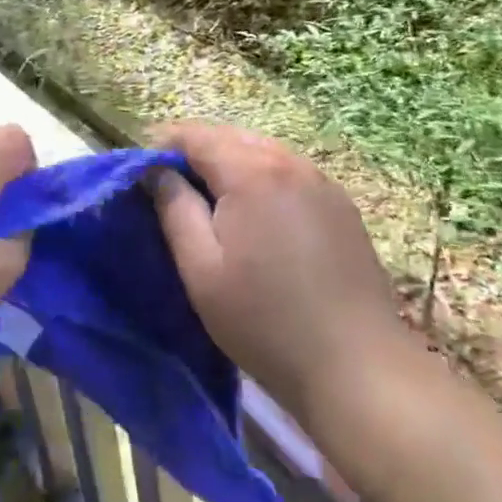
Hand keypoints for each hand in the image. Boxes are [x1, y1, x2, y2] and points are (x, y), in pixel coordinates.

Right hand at [151, 124, 402, 422]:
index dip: (165, 145)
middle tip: (173, 186)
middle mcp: (290, 162)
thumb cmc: (264, 320)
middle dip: (198, 151)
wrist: (357, 366)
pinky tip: (259, 215)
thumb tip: (157, 171)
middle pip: (232, 137)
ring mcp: (322, 182)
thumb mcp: (201, 269)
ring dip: (232, 163)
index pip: (197, 135)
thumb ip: (174, 209)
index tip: (144, 170)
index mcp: (251, 172)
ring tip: (213, 201)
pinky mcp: (342, 205)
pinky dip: (265, 179)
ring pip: (264, 152)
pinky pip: (291, 173)